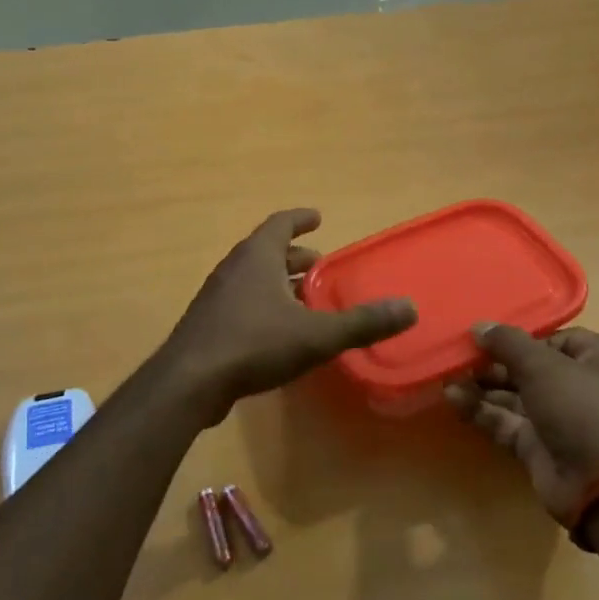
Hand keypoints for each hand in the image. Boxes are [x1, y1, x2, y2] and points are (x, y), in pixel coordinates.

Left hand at [162, 209, 416, 422]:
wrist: (189, 382)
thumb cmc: (253, 344)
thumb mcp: (315, 334)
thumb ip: (362, 322)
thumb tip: (409, 308)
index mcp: (257, 257)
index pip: (280, 223)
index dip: (300, 218)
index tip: (318, 217)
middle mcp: (234, 268)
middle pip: (267, 251)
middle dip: (295, 256)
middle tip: (320, 265)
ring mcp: (216, 297)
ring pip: (253, 278)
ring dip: (278, 282)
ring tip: (304, 298)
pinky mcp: (208, 324)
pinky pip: (241, 303)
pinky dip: (263, 305)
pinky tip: (278, 331)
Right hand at [444, 325, 598, 521]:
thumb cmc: (582, 407)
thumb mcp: (543, 365)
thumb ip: (508, 343)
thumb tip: (479, 326)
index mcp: (598, 357)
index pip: (553, 339)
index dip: (519, 338)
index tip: (484, 337)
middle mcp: (581, 385)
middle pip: (529, 367)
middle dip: (492, 363)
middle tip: (458, 357)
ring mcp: (559, 418)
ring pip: (513, 396)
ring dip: (481, 386)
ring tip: (447, 376)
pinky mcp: (538, 446)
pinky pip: (506, 422)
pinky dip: (481, 411)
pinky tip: (453, 399)